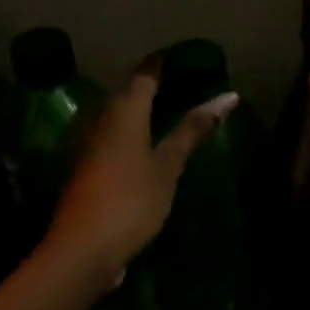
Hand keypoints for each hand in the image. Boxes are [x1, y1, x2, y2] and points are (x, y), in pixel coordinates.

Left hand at [43, 58, 238, 287]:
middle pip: (129, 91)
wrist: (80, 251)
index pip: (146, 73)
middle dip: (155, 85)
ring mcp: (88, 143)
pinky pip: (111, 135)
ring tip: (172, 113)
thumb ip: (192, 129)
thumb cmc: (131, 201)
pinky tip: (148, 146)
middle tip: (187, 85)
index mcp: (124, 110)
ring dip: (142, 109)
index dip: (164, 63)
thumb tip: (228, 95)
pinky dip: (132, 132)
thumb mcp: (168, 166)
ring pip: (118, 114)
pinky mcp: (84, 166)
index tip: (187, 58)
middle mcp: (101, 118)